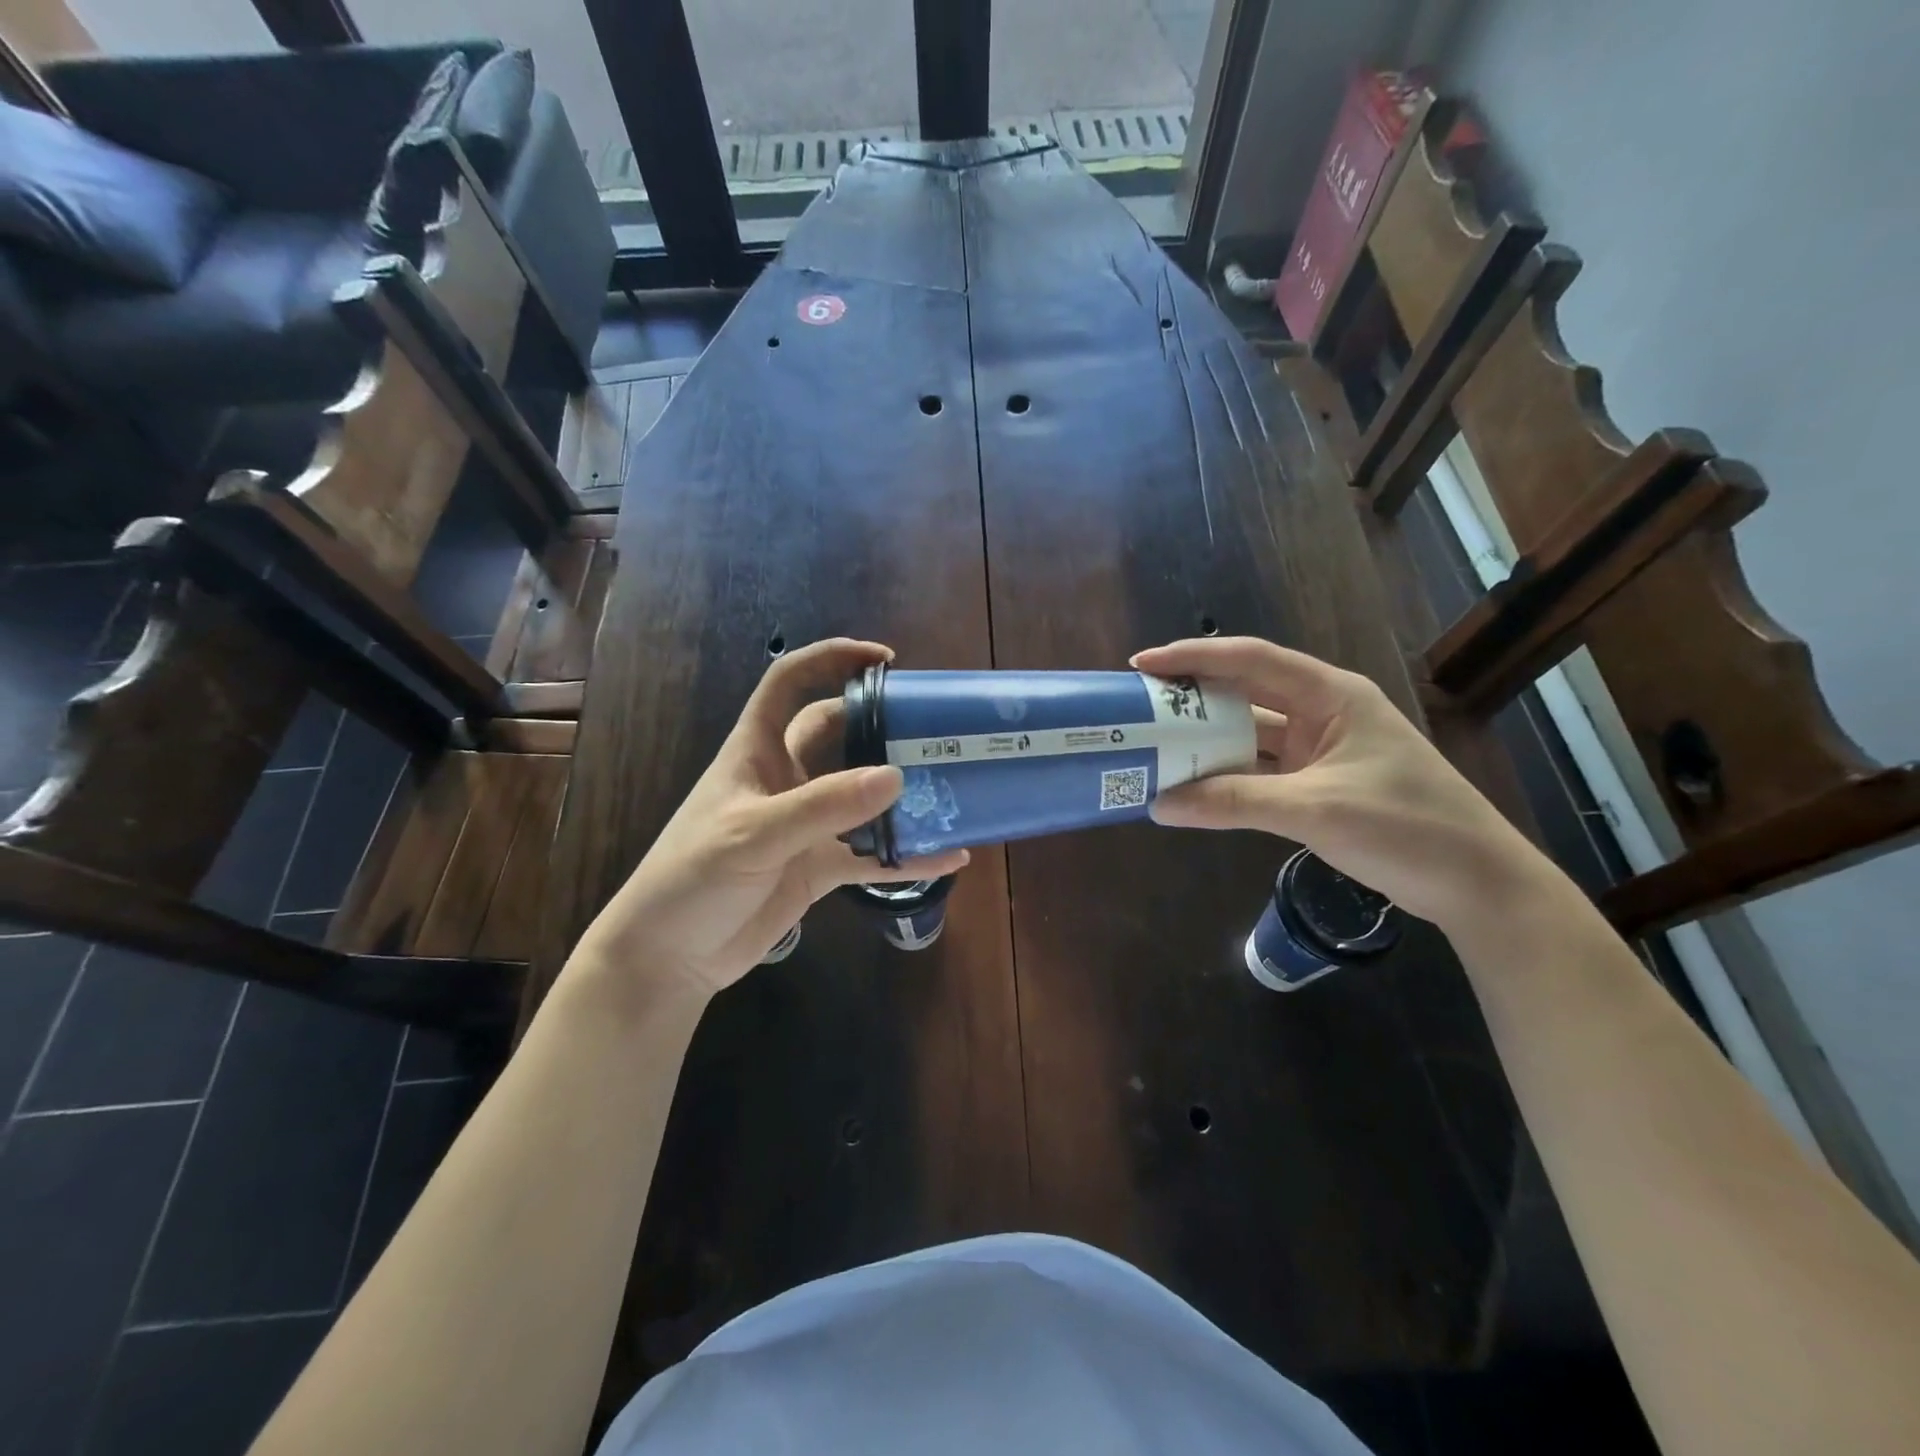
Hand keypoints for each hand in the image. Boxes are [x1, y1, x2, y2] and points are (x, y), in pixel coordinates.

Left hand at [569, 639, 968, 1006]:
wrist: (669, 957)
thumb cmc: (691, 878)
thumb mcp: (753, 835)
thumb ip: (823, 806)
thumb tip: (896, 776)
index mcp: (757, 751)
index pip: (789, 682)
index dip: (831, 659)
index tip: (884, 661)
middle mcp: (785, 778)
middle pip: (839, 734)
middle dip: (881, 726)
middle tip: (934, 729)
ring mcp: (805, 824)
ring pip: (862, 796)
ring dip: (901, 794)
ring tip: (953, 788)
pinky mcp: (819, 867)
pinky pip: (872, 855)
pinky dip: (906, 856)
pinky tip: (948, 856)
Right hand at [1132, 637, 1544, 929]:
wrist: (1477, 884)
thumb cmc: (1407, 827)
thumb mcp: (1315, 810)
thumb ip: (1233, 803)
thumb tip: (1159, 805)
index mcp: (1330, 696)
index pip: (1249, 660)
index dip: (1193, 657)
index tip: (1143, 666)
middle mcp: (1322, 713)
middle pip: (1244, 694)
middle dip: (1191, 699)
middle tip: (1139, 709)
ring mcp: (1320, 750)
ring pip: (1248, 736)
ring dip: (1206, 743)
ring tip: (1154, 748)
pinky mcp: (1317, 784)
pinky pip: (1259, 771)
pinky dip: (1226, 778)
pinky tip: (1192, 787)